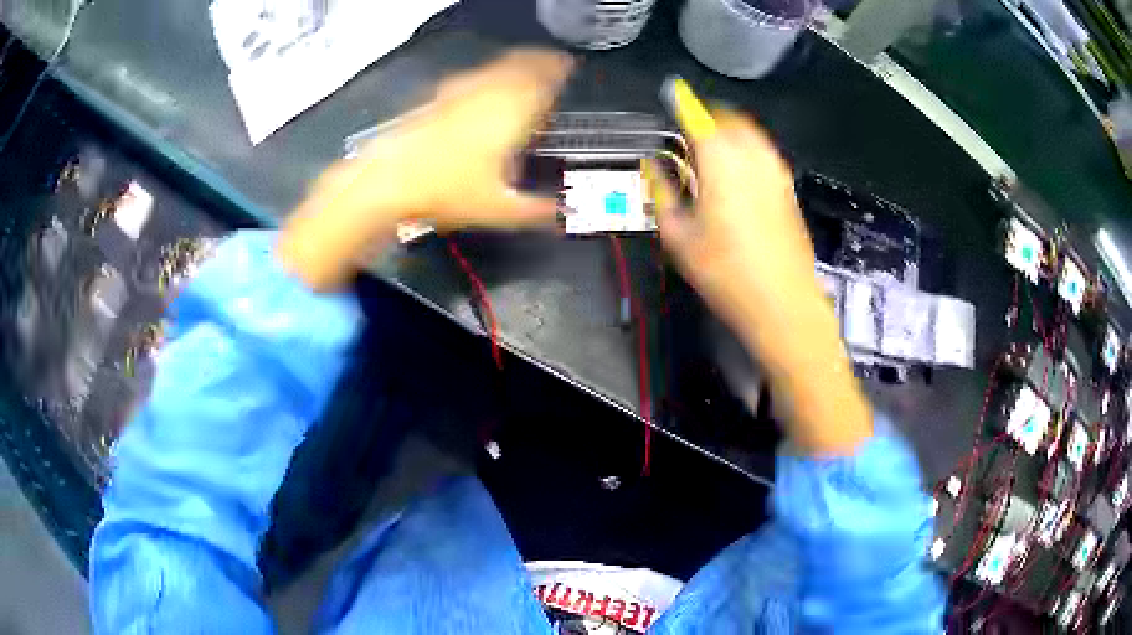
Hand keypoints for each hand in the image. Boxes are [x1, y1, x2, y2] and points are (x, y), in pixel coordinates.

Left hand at [279, 49, 573, 289]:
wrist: (389, 181)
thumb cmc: (445, 191)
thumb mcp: (497, 210)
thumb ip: (535, 210)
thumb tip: (559, 214)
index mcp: (510, 117)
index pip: (541, 84)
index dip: (556, 73)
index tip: (565, 66)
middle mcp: (486, 98)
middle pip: (518, 69)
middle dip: (537, 63)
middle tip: (549, 60)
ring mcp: (457, 96)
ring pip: (492, 71)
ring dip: (511, 66)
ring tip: (520, 66)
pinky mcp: (434, 102)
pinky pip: (466, 80)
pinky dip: (481, 78)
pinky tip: (477, 86)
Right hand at [653, 107, 871, 454]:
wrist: (783, 304)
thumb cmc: (725, 272)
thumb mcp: (678, 235)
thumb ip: (661, 191)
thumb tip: (652, 166)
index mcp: (720, 159)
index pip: (697, 115)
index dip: (681, 102)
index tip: (670, 94)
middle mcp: (752, 155)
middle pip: (727, 117)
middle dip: (705, 116)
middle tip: (687, 132)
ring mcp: (775, 170)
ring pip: (749, 132)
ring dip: (728, 130)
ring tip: (710, 151)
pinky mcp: (788, 187)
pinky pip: (764, 152)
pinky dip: (747, 149)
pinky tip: (736, 174)